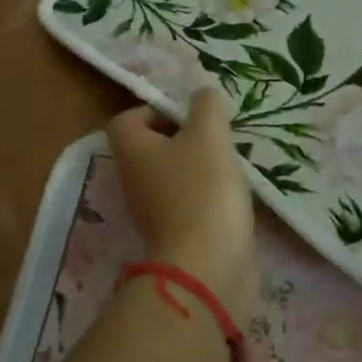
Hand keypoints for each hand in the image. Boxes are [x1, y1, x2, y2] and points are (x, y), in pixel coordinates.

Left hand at [107, 89, 257, 319]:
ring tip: (230, 160)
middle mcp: (134, 180)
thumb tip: (202, 95)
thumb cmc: (202, 189)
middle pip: (152, 146)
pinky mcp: (176, 235)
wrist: (208, 267)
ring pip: (173, 174)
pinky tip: (233, 192)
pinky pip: (188, 201)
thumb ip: (206, 105)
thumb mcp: (209, 133)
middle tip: (217, 133)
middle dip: (185, 136)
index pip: (127, 119)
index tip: (190, 113)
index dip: (156, 109)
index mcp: (132, 151)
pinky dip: (208, 194)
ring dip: (200, 164)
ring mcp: (153, 211)